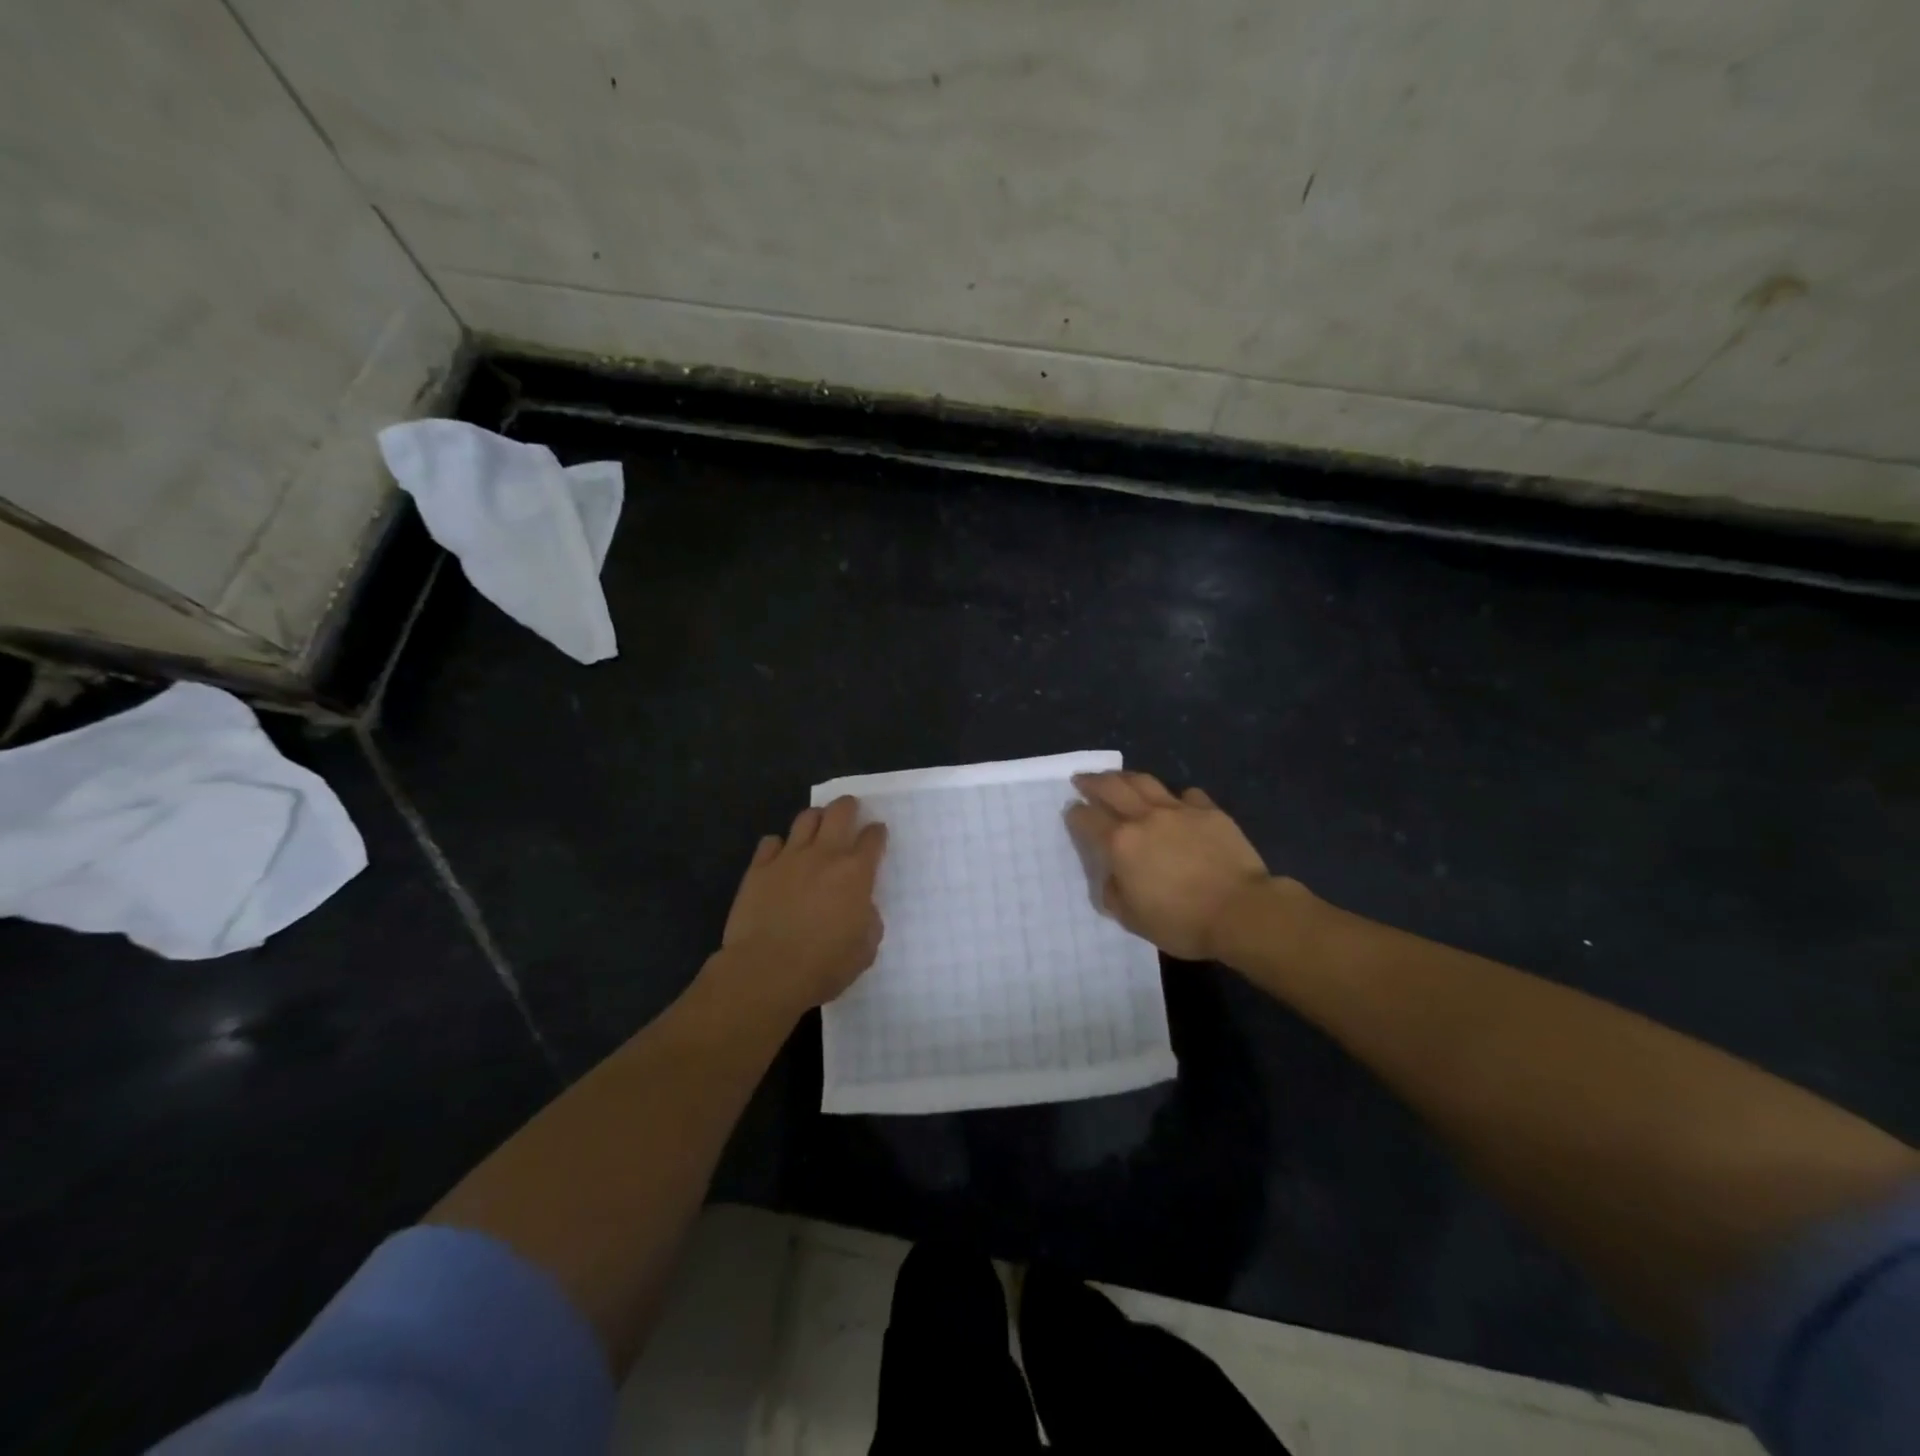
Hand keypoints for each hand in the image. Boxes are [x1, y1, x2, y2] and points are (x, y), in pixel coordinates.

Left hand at [715, 796, 887, 1016]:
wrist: (766, 972)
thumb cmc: (824, 965)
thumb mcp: (865, 949)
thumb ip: (868, 920)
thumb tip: (861, 908)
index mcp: (856, 873)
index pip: (873, 838)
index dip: (877, 832)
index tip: (877, 833)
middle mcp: (824, 855)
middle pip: (839, 812)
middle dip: (848, 806)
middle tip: (849, 809)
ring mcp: (788, 858)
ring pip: (805, 819)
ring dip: (815, 818)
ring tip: (817, 826)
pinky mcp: (758, 869)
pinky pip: (770, 842)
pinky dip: (779, 845)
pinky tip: (780, 856)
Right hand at [1066, 771, 1271, 960]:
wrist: (1241, 911)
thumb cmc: (1182, 921)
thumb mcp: (1133, 919)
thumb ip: (1114, 893)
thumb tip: (1113, 877)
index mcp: (1120, 843)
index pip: (1088, 819)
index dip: (1075, 814)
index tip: (1071, 811)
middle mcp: (1144, 818)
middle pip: (1112, 788)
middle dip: (1092, 782)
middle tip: (1082, 779)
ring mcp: (1179, 810)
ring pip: (1145, 782)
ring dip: (1126, 777)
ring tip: (1119, 778)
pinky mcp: (1209, 812)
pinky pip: (1187, 796)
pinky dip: (1176, 797)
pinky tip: (1176, 802)